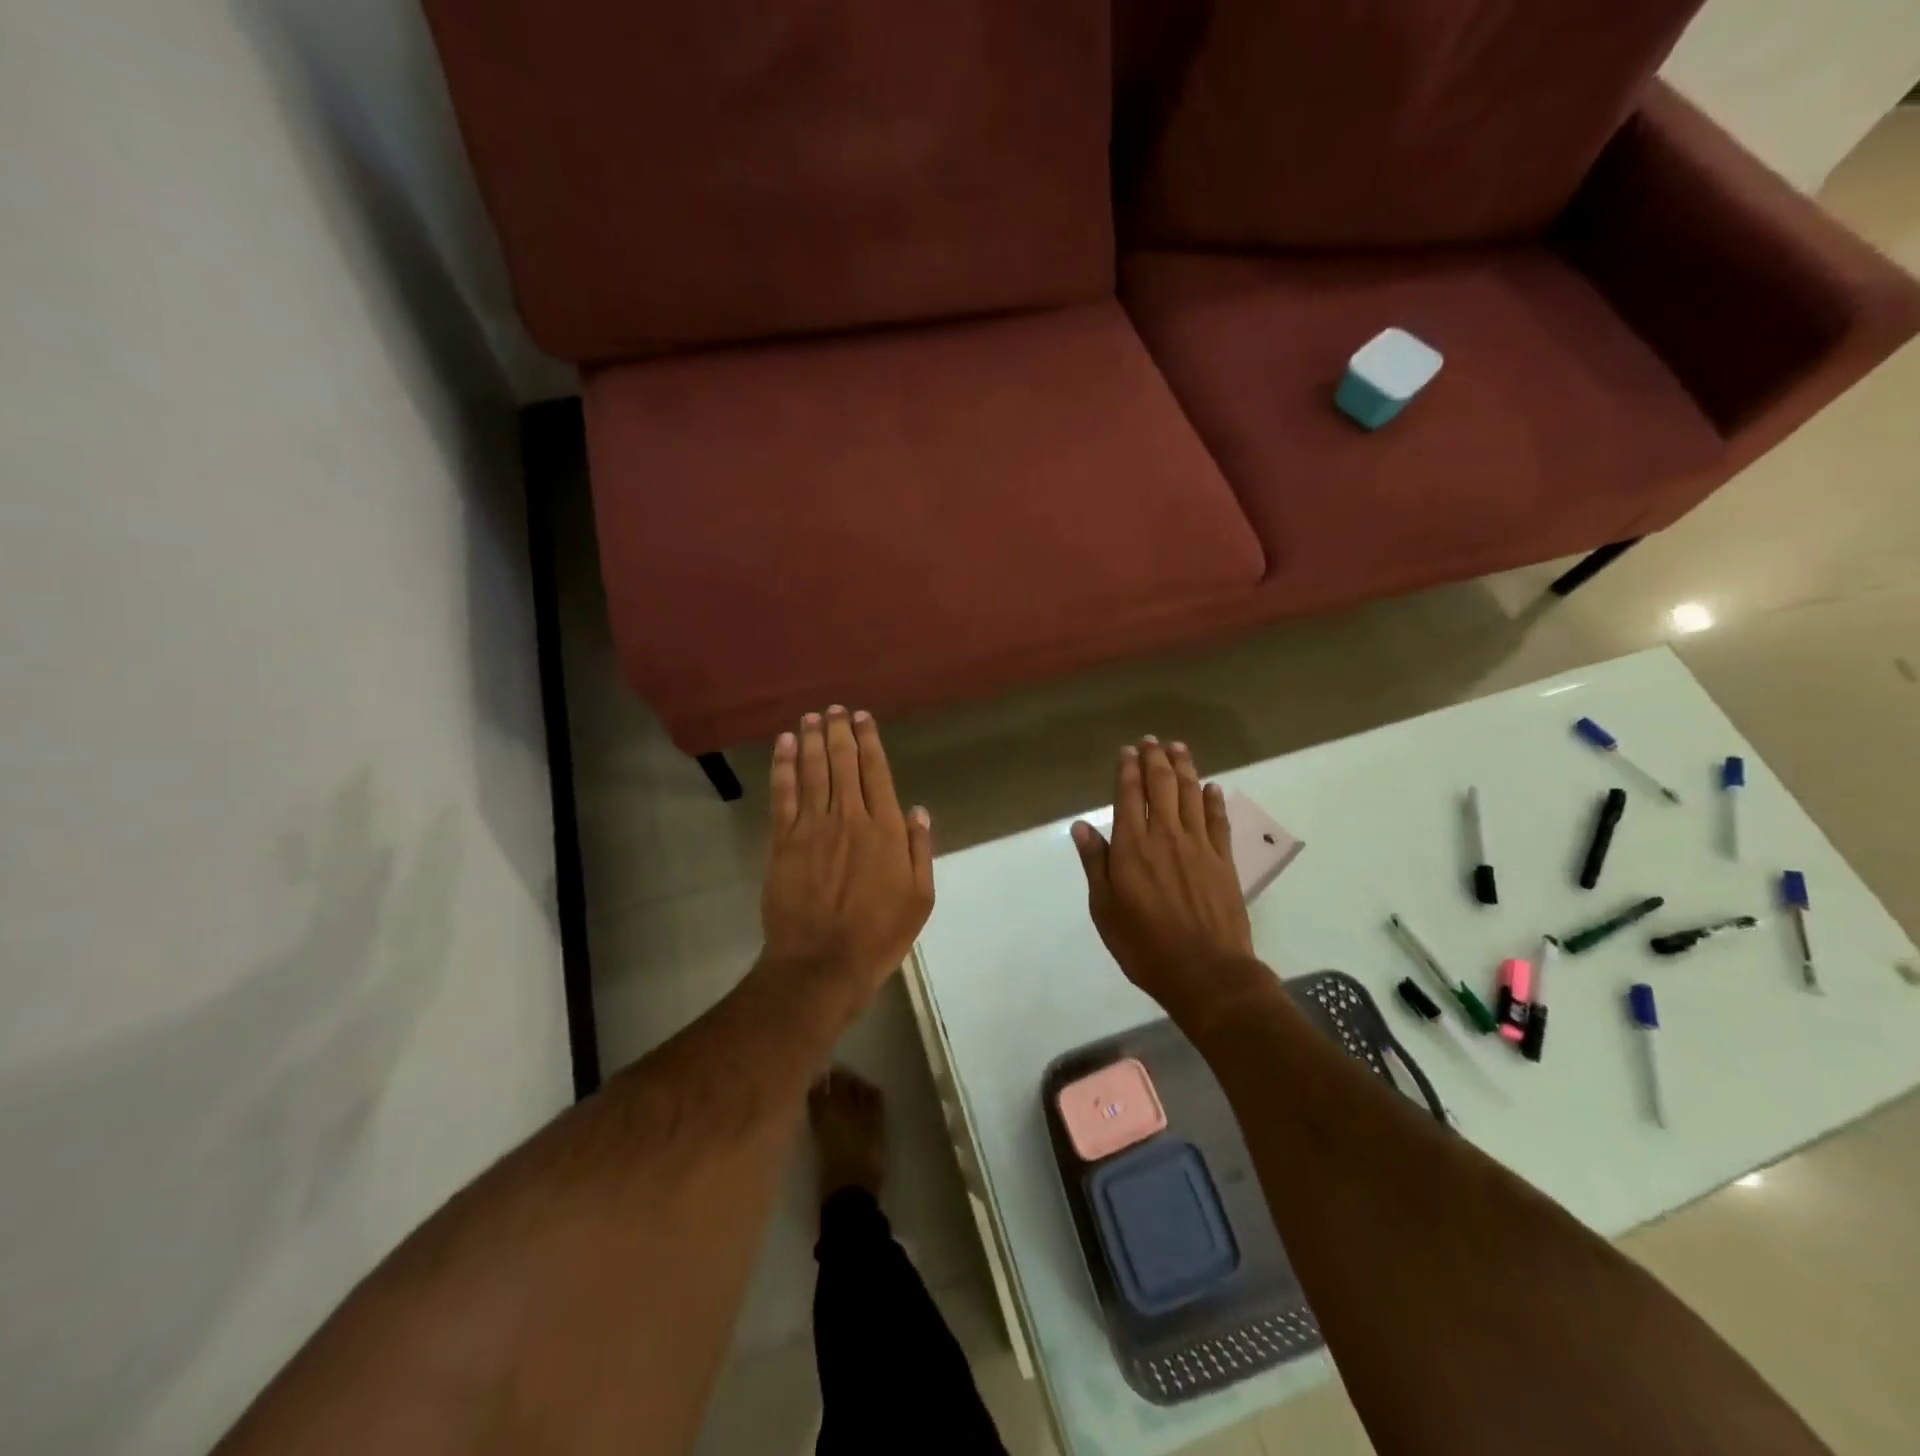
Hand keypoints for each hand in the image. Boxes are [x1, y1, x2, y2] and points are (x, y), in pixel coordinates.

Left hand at [760, 706, 933, 1009]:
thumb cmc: (878, 935)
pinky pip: (783, 794)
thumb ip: (919, 850)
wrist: (822, 963)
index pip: (876, 772)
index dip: (869, 741)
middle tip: (834, 709)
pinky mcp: (783, 841)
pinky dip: (784, 766)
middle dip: (839, 731)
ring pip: (813, 771)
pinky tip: (785, 745)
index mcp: (885, 830)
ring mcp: (813, 827)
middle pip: (842, 763)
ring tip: (811, 717)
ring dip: (812, 739)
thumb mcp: (919, 899)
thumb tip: (917, 810)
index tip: (862, 718)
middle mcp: (849, 817)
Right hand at [1071, 738, 1253, 1010]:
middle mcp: (1166, 836)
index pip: (1128, 795)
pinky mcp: (1223, 860)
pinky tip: (1212, 787)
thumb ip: (1096, 863)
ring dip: (1184, 768)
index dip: (1128, 770)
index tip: (1127, 751)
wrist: (1206, 972)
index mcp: (1133, 847)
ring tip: (1178, 748)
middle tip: (1151, 740)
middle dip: (1155, 759)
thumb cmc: (1145, 945)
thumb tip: (1081, 826)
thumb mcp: (1105, 909)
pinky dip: (1214, 799)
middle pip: (1162, 786)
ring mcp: (1199, 845)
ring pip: (1191, 794)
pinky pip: (1218, 820)